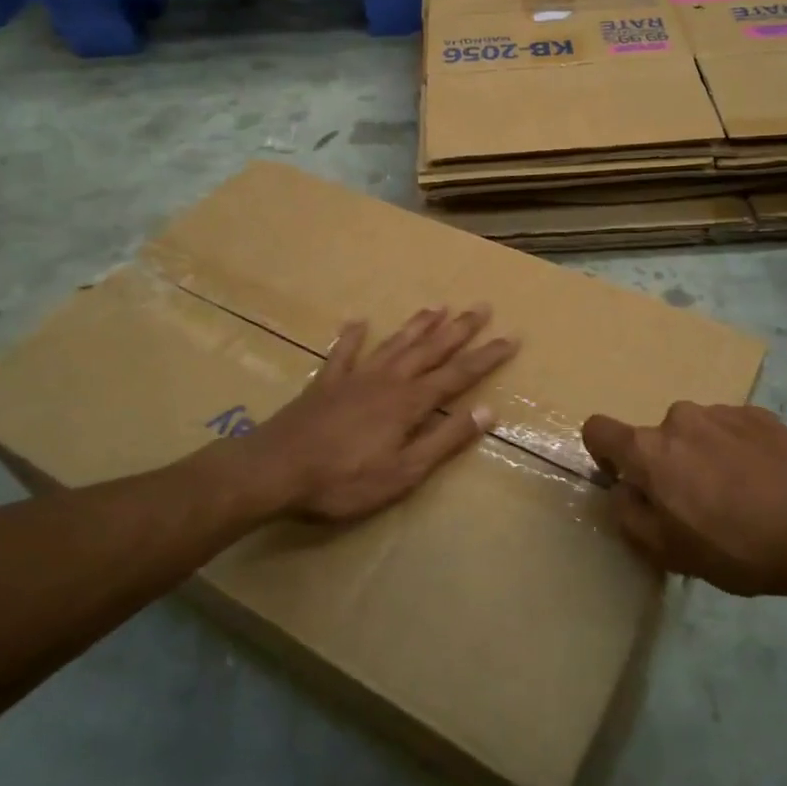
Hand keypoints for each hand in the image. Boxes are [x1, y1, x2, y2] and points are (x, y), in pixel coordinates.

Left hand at [232, 305, 516, 523]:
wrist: (275, 469)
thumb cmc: (344, 479)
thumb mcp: (404, 472)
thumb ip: (445, 440)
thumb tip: (487, 411)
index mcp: (409, 403)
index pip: (458, 375)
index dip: (486, 357)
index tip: (511, 337)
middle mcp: (387, 380)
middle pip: (430, 350)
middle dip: (458, 329)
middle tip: (481, 307)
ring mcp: (354, 378)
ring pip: (394, 344)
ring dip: (417, 325)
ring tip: (437, 306)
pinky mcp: (325, 383)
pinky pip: (343, 353)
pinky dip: (352, 337)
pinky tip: (359, 321)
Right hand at [581, 403, 786, 604]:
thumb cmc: (738, 546)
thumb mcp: (670, 552)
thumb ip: (630, 516)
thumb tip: (623, 491)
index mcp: (649, 449)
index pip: (598, 430)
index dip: (604, 455)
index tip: (629, 483)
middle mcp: (679, 418)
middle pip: (655, 440)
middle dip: (667, 467)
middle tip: (698, 508)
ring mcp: (722, 411)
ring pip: (695, 435)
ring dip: (703, 459)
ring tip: (740, 498)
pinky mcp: (759, 414)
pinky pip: (731, 431)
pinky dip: (737, 452)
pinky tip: (766, 485)